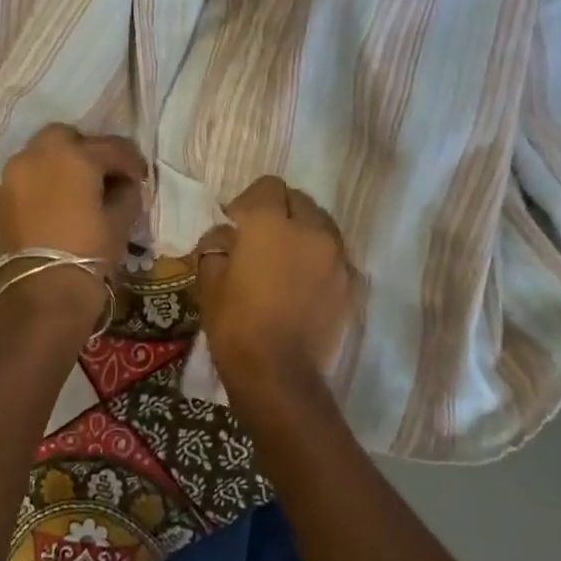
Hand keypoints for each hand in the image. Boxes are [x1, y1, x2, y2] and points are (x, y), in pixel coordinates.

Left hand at [0, 125, 146, 331]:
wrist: (39, 297)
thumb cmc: (88, 254)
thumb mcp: (120, 223)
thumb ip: (126, 194)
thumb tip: (124, 185)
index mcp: (74, 156)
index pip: (112, 147)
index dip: (131, 162)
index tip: (140, 179)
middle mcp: (36, 156)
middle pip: (65, 138)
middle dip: (85, 151)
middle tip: (100, 177)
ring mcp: (10, 178)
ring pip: (38, 158)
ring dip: (57, 168)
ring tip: (73, 195)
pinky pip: (22, 183)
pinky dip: (38, 188)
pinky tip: (50, 212)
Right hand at [194, 176, 353, 394]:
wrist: (279, 374)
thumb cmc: (235, 325)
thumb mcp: (210, 281)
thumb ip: (217, 246)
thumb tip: (226, 236)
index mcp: (270, 223)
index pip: (267, 186)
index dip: (249, 201)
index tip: (236, 224)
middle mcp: (310, 229)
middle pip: (298, 200)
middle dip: (279, 211)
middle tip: (262, 239)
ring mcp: (336, 256)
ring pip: (321, 225)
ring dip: (303, 232)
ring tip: (286, 260)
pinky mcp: (350, 282)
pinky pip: (333, 255)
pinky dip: (319, 259)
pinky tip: (302, 283)